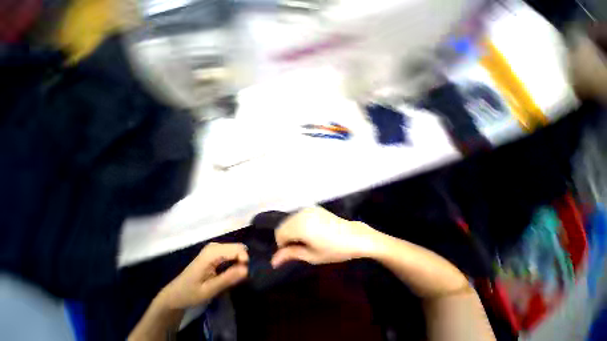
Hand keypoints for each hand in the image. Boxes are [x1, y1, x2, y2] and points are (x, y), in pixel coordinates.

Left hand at [156, 243, 247, 309]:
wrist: (174, 295)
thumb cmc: (189, 294)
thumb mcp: (209, 290)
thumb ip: (228, 279)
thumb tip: (247, 270)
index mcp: (212, 252)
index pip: (237, 249)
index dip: (244, 260)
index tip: (245, 274)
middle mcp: (215, 246)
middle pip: (238, 247)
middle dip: (242, 261)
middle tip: (239, 277)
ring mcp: (215, 247)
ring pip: (236, 249)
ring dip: (239, 261)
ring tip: (234, 276)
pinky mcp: (216, 251)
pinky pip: (231, 252)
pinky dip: (234, 261)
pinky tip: (229, 272)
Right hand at [271, 206, 380, 266]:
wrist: (353, 236)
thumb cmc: (334, 249)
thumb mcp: (311, 255)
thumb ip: (291, 254)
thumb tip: (273, 261)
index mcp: (300, 225)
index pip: (280, 233)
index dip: (283, 245)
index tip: (294, 251)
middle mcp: (302, 213)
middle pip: (283, 225)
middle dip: (287, 237)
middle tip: (302, 246)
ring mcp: (308, 208)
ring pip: (290, 220)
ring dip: (293, 230)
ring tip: (307, 238)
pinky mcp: (313, 207)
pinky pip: (298, 215)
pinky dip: (299, 223)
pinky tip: (311, 230)